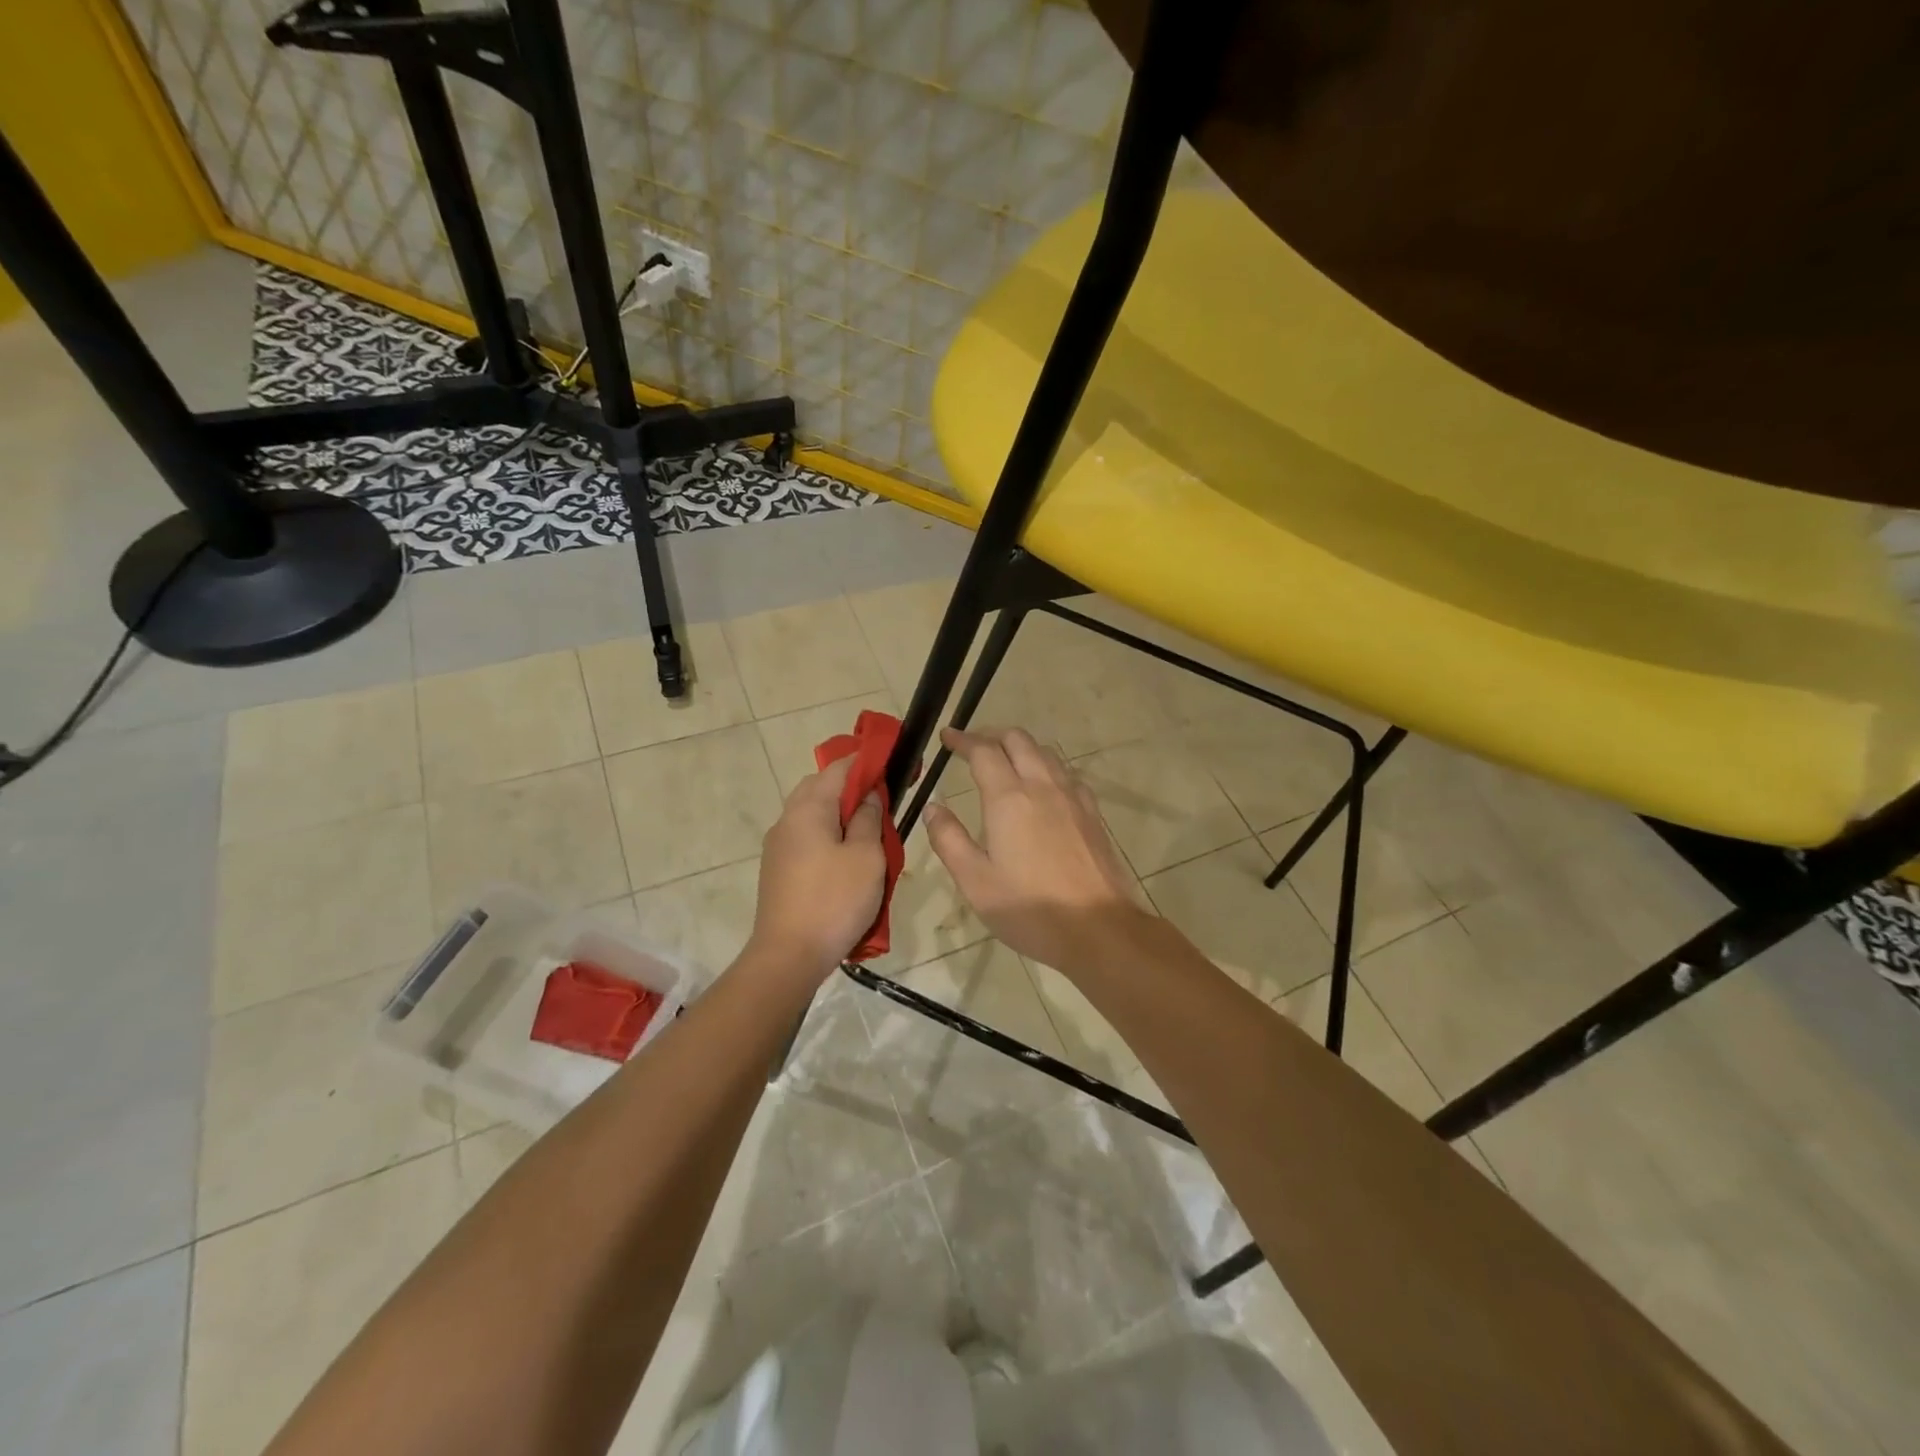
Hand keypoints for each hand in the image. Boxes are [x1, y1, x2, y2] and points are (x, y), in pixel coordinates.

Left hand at [747, 756, 886, 982]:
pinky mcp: (778, 869)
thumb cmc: (834, 901)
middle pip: (820, 788)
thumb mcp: (867, 857)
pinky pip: (806, 838)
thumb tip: (868, 796)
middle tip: (882, 801)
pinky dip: (828, 835)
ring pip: (812, 814)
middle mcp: (787, 820)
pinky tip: (847, 857)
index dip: (866, 762)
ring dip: (839, 814)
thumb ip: (869, 819)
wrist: (788, 956)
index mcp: (808, 809)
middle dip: (851, 788)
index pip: (838, 768)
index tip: (891, 765)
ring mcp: (778, 846)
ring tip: (869, 832)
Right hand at [922, 727, 1150, 975]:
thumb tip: (933, 809)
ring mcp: (1072, 797)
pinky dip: (1046, 767)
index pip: (983, 752)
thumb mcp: (975, 881)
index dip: (963, 740)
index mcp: (1009, 799)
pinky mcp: (1092, 813)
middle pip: (1018, 740)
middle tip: (972, 746)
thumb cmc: (1029, 908)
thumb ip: (949, 839)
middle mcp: (1042, 786)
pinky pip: (1066, 773)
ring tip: (1004, 761)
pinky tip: (1043, 787)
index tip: (947, 737)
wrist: (1099, 928)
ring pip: (1045, 752)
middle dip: (992, 735)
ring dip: (1021, 747)